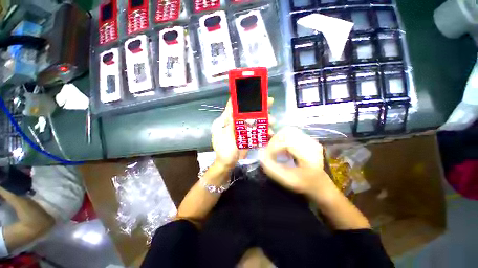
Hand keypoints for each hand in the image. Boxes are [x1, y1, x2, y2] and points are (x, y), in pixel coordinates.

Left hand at [212, 98, 273, 169]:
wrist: (227, 164)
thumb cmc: (223, 150)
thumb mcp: (225, 136)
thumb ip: (231, 123)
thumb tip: (234, 108)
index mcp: (226, 120)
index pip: (233, 106)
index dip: (241, 99)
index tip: (252, 93)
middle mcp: (235, 123)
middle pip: (247, 112)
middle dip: (258, 107)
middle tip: (270, 102)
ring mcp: (243, 130)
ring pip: (254, 121)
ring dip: (264, 120)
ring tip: (272, 122)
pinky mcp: (248, 137)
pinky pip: (257, 131)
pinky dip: (264, 131)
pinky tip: (270, 133)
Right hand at [259, 127, 338, 202]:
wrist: (320, 185)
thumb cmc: (304, 184)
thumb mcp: (287, 180)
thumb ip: (271, 168)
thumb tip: (260, 154)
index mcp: (309, 154)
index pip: (286, 142)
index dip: (272, 148)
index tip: (266, 156)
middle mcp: (311, 143)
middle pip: (287, 132)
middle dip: (275, 141)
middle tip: (270, 151)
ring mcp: (310, 140)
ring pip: (288, 131)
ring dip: (278, 139)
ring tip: (276, 150)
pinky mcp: (308, 139)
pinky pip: (291, 133)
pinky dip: (283, 139)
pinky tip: (283, 149)